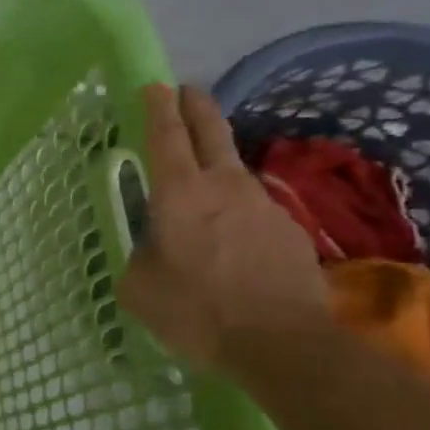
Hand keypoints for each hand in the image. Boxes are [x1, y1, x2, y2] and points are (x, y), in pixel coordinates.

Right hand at [119, 84, 332, 371]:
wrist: (285, 345)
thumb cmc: (197, 310)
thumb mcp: (140, 287)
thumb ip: (139, 257)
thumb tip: (151, 250)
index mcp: (179, 192)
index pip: (166, 135)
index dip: (158, 107)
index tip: (154, 85)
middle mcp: (223, 186)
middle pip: (211, 131)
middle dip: (196, 106)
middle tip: (187, 90)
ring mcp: (262, 206)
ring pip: (235, 171)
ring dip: (218, 163)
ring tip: (204, 182)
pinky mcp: (290, 232)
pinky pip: (255, 210)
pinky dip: (239, 212)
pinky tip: (234, 239)